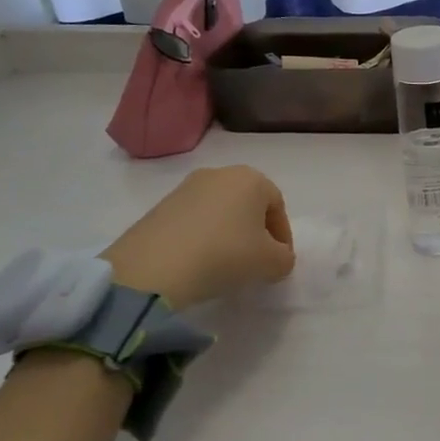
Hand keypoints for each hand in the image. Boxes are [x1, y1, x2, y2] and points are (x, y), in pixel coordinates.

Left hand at [104, 165, 294, 306]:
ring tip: (225, 263)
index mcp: (251, 178)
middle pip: (248, 204)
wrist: (155, 266)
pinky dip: (202, 237)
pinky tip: (199, 261)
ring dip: (228, 234)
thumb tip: (277, 257)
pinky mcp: (159, 206)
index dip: (283, 236)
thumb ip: (284, 258)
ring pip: (220, 211)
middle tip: (256, 260)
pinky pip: (194, 220)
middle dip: (255, 231)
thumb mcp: (272, 262)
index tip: (279, 261)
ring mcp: (185, 188)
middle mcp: (219, 174)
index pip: (277, 205)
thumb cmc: (226, 254)